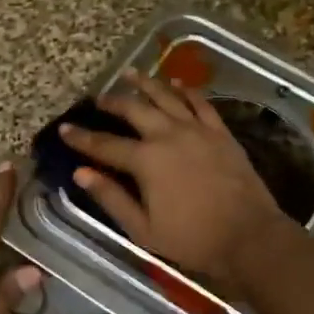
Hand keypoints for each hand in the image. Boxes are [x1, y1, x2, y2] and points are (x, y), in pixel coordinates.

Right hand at [61, 71, 289, 284]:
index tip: (64, 128)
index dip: (82, 137)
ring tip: (131, 74)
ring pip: (166, 97)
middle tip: (99, 98)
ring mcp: (197, 130)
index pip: (105, 145)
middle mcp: (168, 136)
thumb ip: (111, 198)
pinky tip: (177, 83)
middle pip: (134, 110)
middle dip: (113, 102)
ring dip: (146, 84)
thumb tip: (80, 174)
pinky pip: (200, 103)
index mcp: (146, 161)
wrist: (249, 236)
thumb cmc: (192, 239)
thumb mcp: (143, 229)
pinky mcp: (220, 132)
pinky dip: (186, 90)